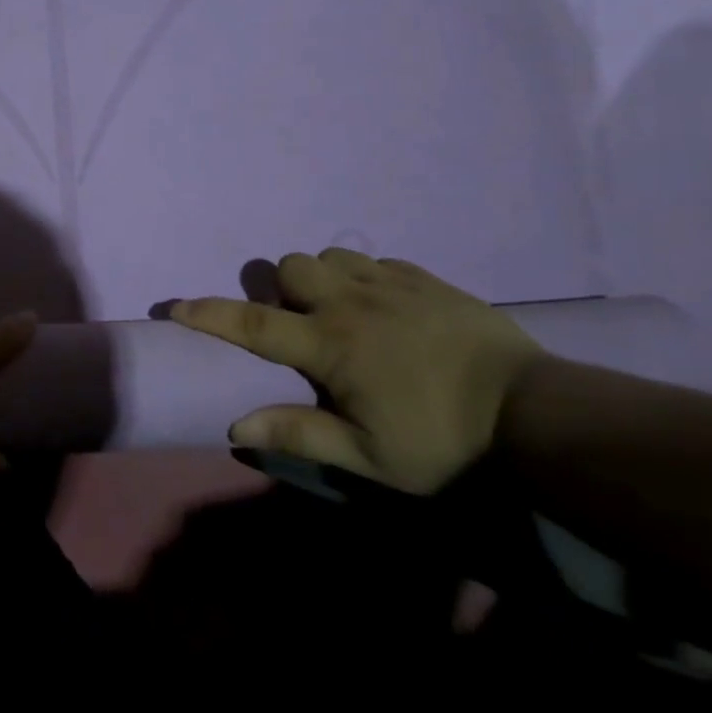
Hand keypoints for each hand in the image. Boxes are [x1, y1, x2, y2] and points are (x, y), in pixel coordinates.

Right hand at [170, 248, 547, 493]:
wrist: (534, 414)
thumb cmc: (444, 443)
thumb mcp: (369, 457)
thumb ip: (301, 433)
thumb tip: (235, 425)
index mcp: (330, 346)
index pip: (254, 325)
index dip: (210, 314)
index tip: (177, 306)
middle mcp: (350, 304)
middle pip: (291, 267)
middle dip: (283, 288)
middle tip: (302, 324)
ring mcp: (390, 285)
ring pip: (332, 255)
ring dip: (324, 277)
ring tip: (343, 311)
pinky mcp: (425, 280)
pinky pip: (378, 261)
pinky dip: (367, 278)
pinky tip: (386, 308)